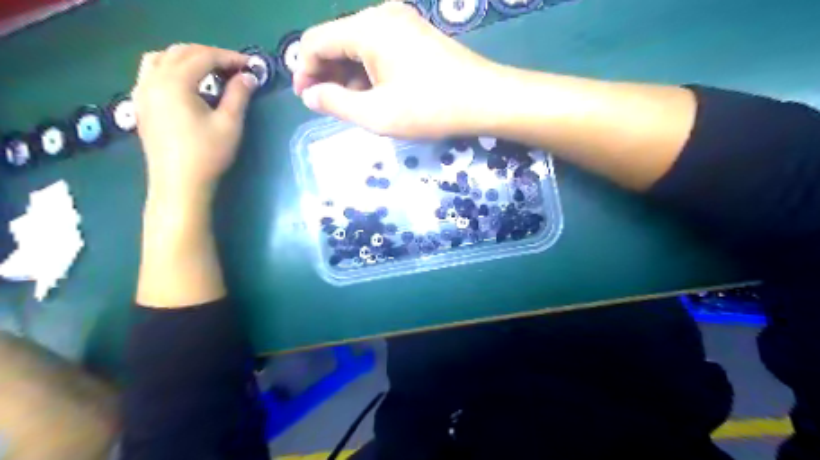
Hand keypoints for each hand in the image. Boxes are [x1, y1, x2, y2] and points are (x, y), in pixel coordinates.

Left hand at [134, 44, 255, 200]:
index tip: (250, 65)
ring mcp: (142, 92)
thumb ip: (238, 95)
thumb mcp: (229, 124)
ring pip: (160, 58)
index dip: (229, 57)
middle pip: (180, 52)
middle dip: (209, 55)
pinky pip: (151, 73)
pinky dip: (170, 68)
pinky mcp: (141, 105)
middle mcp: (152, 80)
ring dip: (187, 58)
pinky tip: (186, 84)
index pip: (203, 57)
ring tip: (209, 71)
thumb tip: (249, 77)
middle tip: (234, 68)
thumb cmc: (207, 155)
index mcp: (174, 82)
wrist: (179, 184)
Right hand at [295, 2, 500, 137]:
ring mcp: (402, 22)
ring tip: (351, 105)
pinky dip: (368, 71)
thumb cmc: (429, 108)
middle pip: (337, 41)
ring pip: (358, 46)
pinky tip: (373, 93)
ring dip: (348, 75)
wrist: (484, 99)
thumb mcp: (376, 113)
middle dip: (326, 74)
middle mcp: (381, 15)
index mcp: (366, 28)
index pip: (316, 41)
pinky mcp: (416, 34)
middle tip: (327, 106)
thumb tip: (310, 95)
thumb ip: (336, 103)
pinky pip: (379, 49)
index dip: (304, 71)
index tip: (305, 99)